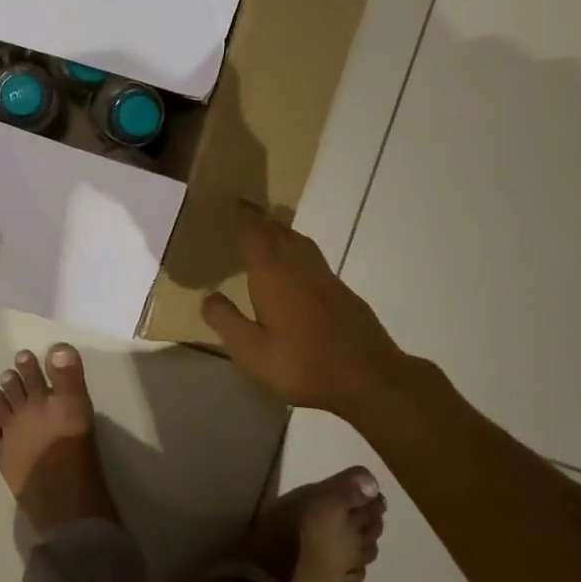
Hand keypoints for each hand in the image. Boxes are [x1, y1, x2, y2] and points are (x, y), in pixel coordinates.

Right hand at [202, 201, 415, 414]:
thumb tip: (209, 296)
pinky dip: (300, 251)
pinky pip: (315, 259)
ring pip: (301, 244)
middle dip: (263, 220)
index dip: (244, 217)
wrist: (371, 379)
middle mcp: (300, 267)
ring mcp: (327, 279)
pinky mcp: (345, 294)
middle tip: (248, 213)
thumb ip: (227, 322)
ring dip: (283, 233)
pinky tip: (299, 270)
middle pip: (280, 233)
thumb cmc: (304, 365)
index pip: (255, 235)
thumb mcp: (252, 352)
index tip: (235, 202)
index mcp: (274, 275)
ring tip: (271, 233)